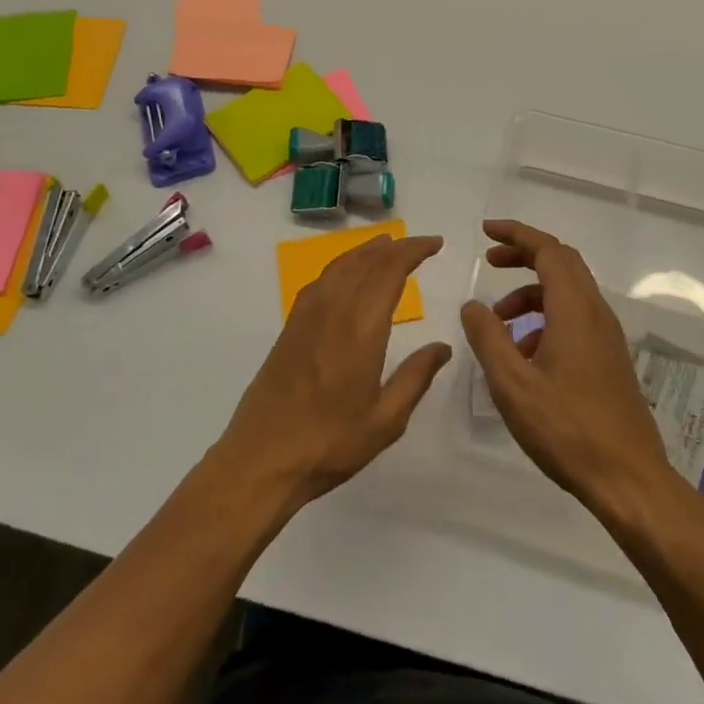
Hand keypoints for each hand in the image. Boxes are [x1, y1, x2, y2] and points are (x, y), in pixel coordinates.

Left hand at [215, 235, 451, 511]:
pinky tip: (347, 274)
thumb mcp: (385, 421)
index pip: (389, 271)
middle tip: (419, 245)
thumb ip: (415, 378)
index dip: (413, 251)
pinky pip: (321, 280)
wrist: (261, 458)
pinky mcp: (290, 326)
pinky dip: (341, 265)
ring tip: (387, 246)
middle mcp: (333, 310)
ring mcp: (307, 315)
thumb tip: (442, 347)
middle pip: (366, 262)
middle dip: (395, 247)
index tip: (435, 244)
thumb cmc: (329, 444)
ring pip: (340, 266)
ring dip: (366, 251)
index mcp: (360, 328)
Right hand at [460, 220, 672, 518]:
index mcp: (574, 310)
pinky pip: (575, 317)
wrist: (629, 480)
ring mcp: (607, 336)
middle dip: (524, 255)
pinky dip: (546, 317)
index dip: (516, 234)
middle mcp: (595, 312)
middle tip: (490, 262)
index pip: (547, 250)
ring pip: (568, 292)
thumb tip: (473, 304)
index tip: (486, 232)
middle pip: (562, 262)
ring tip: (499, 323)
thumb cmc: (567, 429)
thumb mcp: (512, 384)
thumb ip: (488, 337)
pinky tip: (525, 355)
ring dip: (531, 292)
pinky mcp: (610, 358)